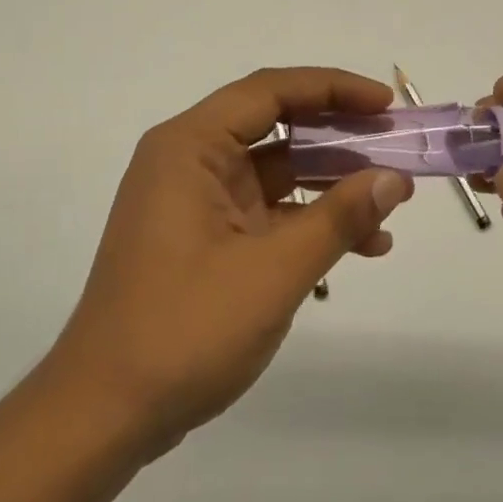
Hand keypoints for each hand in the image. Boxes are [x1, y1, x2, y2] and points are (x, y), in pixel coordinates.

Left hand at [45, 67, 413, 459]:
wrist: (105, 412)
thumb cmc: (184, 329)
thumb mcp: (273, 272)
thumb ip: (337, 220)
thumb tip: (393, 179)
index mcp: (190, 147)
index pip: (270, 92)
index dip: (333, 89)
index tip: (386, 106)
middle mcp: (188, 162)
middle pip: (275, 127)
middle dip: (339, 138)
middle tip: (396, 148)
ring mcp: (195, 203)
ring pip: (275, 173)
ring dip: (331, 186)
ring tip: (391, 204)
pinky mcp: (204, 240)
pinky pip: (266, 212)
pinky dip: (309, 222)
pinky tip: (360, 246)